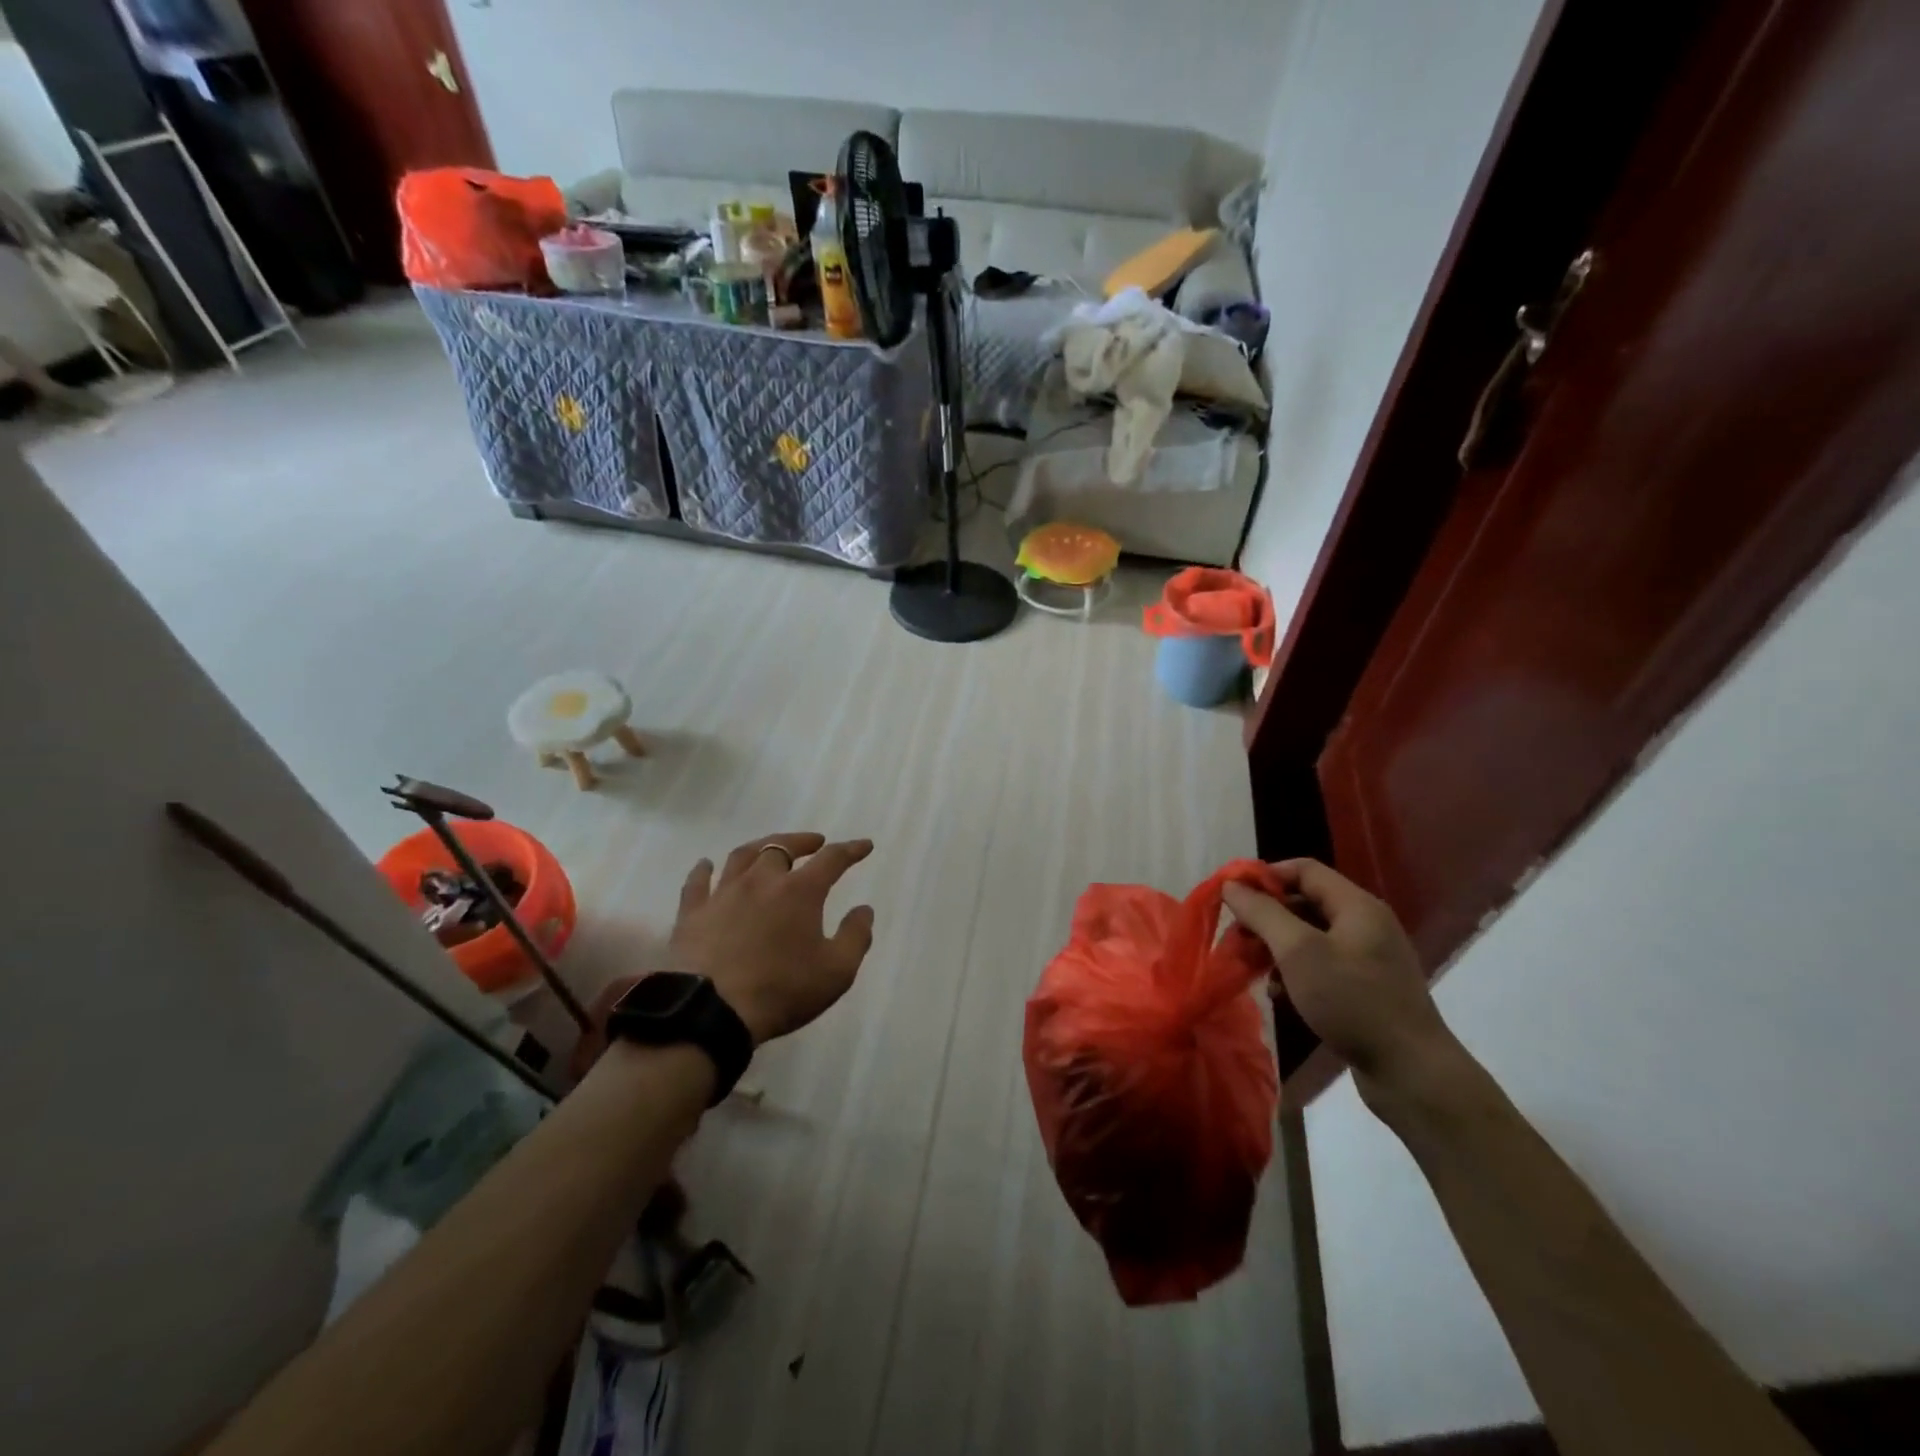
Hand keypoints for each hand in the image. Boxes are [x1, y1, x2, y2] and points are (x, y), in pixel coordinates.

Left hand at [668, 832, 875, 1045]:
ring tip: (769, 848)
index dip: (851, 850)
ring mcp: (723, 893)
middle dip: (802, 842)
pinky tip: (706, 864)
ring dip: (761, 847)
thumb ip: (856, 937)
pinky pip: (697, 881)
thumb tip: (864, 910)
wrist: (710, 1011)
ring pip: (742, 856)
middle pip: (782, 847)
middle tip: (814, 843)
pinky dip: (704, 869)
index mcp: (800, 891)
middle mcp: (761, 881)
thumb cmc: (781, 990)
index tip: (864, 845)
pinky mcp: (692, 913)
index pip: (832, 859)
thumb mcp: (836, 972)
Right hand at [1222, 859, 1457, 1104]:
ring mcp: (1368, 958)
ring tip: (1251, 967)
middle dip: (1265, 916)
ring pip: (1310, 936)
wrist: (1412, 1073)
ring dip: (1276, 946)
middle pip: (1305, 902)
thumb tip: (1232, 885)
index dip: (1265, 876)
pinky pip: (1321, 965)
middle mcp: (1366, 924)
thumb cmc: (1352, 1001)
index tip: (1231, 897)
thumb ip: (1262, 913)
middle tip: (1235, 937)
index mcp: (1357, 906)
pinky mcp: (1366, 989)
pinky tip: (1278, 993)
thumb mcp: (1298, 951)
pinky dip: (1295, 971)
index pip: (1303, 869)